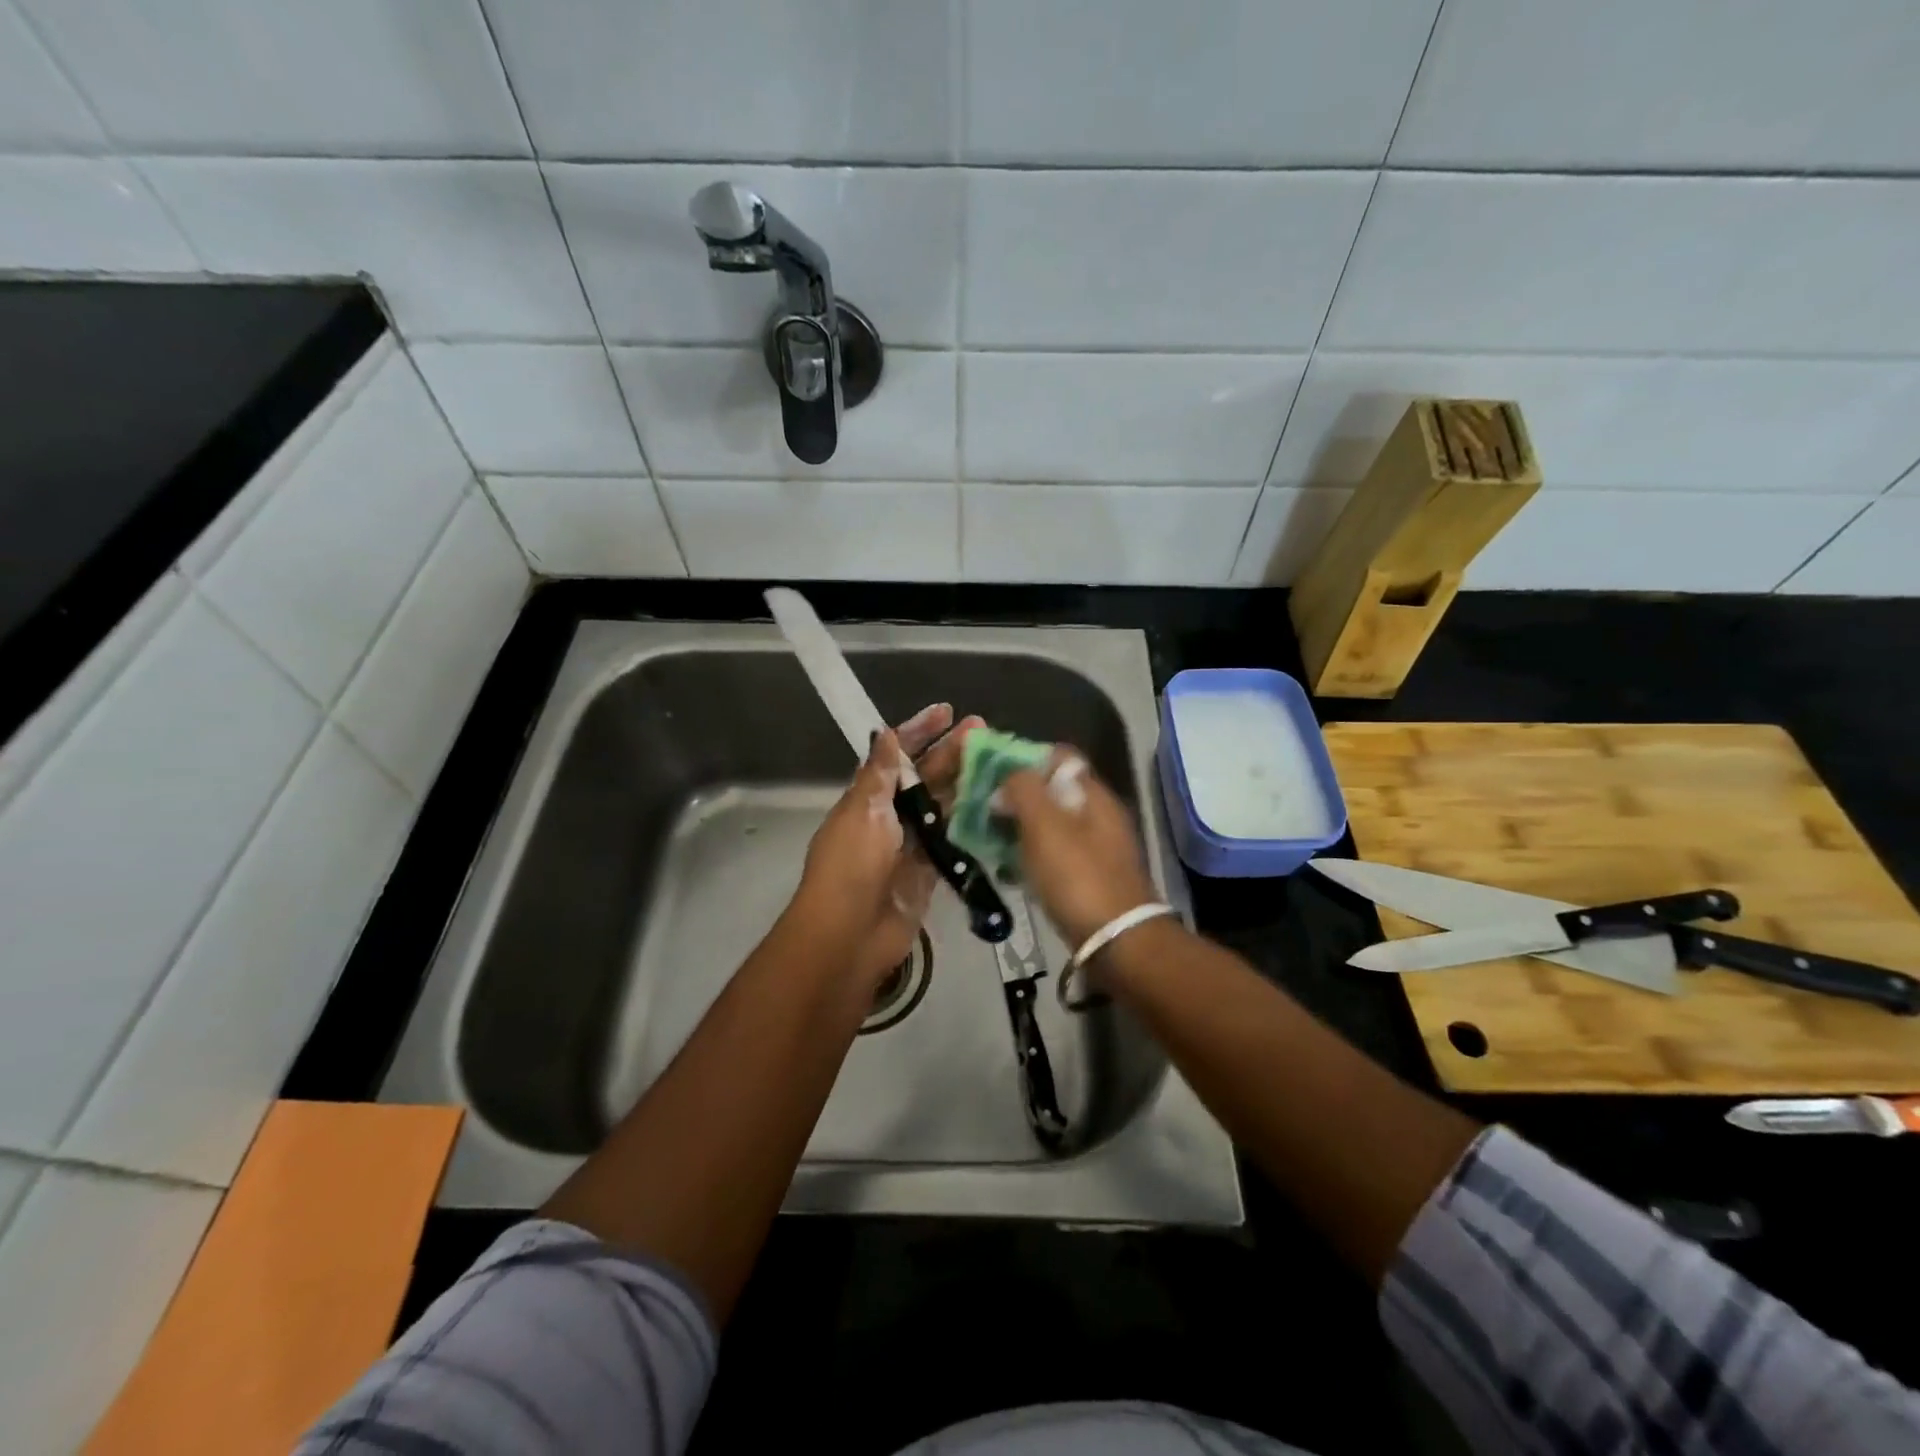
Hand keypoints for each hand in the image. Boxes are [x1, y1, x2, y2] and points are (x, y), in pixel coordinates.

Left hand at [788, 703, 979, 988]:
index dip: (919, 730)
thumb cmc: (852, 866)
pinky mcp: (929, 872)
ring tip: (998, 762)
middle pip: (924, 776)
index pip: (896, 754)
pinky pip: (953, 840)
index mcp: (868, 796)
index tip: (947, 711)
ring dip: (965, 783)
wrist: (849, 936)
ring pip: (942, 805)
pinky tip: (996, 806)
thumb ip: (879, 774)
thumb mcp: (863, 812)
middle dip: (951, 752)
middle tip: (984, 731)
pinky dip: (970, 823)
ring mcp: (910, 844)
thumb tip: (886, 733)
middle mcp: (890, 815)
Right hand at [996, 748, 1160, 948]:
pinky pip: (1055, 853)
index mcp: (1093, 794)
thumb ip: (1024, 789)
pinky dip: (1032, 855)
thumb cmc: (1077, 877)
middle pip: (1053, 790)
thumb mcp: (1044, 825)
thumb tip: (1009, 775)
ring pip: (1052, 824)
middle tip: (984, 810)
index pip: (1059, 757)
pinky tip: (1012, 869)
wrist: (1117, 941)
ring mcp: (1097, 847)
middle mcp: (1099, 815)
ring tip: (990, 839)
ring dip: (1021, 827)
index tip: (992, 775)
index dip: (1024, 759)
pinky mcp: (1091, 877)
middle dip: (1017, 796)